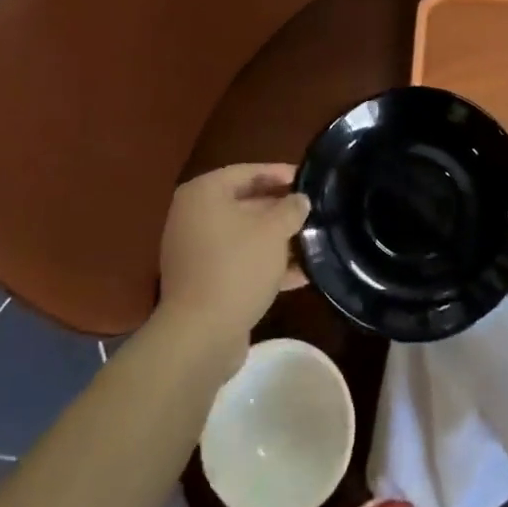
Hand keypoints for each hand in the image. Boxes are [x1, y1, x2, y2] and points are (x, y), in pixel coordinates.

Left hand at [158, 164, 308, 372]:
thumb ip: (290, 209)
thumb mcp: (273, 231)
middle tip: (313, 210)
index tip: (308, 179)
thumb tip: (300, 200)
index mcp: (204, 194)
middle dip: (280, 209)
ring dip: (277, 239)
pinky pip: (239, 262)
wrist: (201, 335)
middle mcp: (194, 217)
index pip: (247, 172)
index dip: (280, 173)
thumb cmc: (237, 267)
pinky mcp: (203, 281)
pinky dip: (265, 264)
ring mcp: (196, 251)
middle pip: (245, 203)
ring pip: (245, 236)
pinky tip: (301, 274)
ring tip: (313, 240)